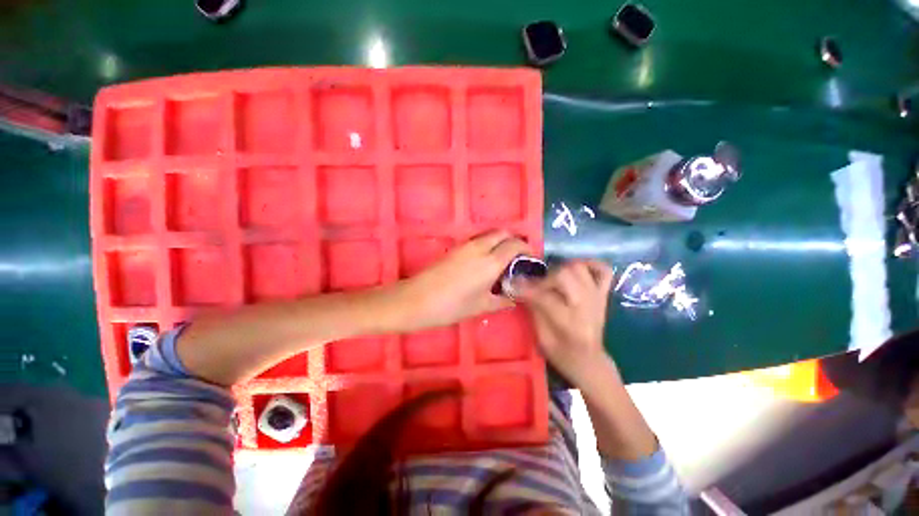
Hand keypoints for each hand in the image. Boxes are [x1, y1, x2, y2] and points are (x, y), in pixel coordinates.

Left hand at [392, 230, 530, 331]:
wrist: (416, 299)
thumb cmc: (451, 306)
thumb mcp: (481, 306)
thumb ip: (502, 300)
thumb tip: (515, 298)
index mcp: (491, 262)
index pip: (515, 244)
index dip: (527, 249)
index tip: (531, 260)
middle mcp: (480, 247)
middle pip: (503, 233)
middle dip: (514, 241)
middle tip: (517, 259)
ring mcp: (465, 245)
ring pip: (490, 234)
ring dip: (500, 242)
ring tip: (503, 261)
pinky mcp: (455, 248)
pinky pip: (478, 240)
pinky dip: (487, 244)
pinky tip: (485, 263)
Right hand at [517, 260, 615, 386]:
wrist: (588, 360)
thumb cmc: (561, 353)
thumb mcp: (541, 336)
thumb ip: (533, 308)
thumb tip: (519, 286)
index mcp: (569, 323)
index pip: (544, 296)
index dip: (525, 288)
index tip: (512, 283)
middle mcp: (586, 306)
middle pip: (565, 275)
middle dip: (545, 277)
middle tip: (536, 285)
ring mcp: (597, 297)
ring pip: (579, 268)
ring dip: (561, 269)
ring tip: (552, 279)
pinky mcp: (604, 294)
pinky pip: (603, 270)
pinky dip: (589, 264)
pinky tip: (576, 269)